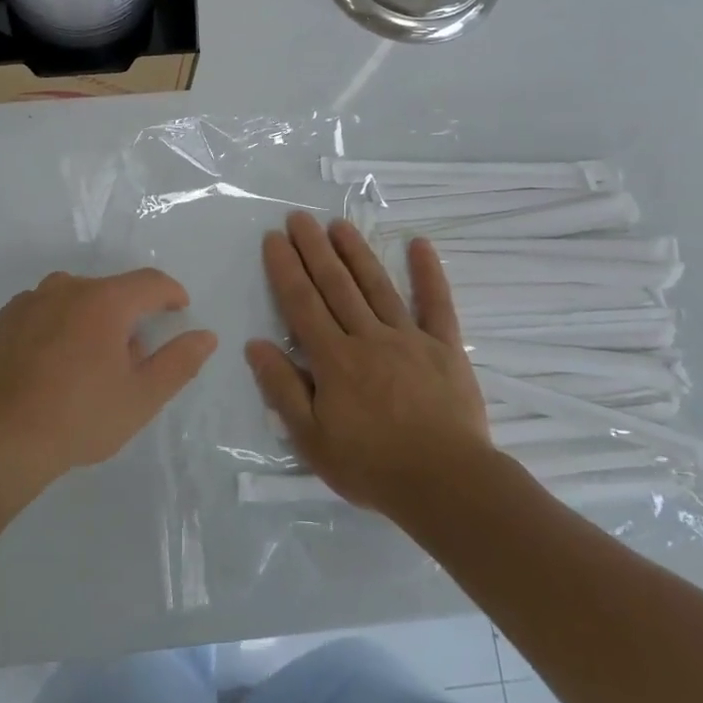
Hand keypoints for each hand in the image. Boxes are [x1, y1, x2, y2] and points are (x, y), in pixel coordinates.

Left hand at [0, 269, 216, 504]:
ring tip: (84, 365)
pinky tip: (46, 368)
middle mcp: (64, 288)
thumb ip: (179, 362)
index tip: (179, 309)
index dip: (171, 293)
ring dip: (86, 321)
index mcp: (104, 301)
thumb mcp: (140, 398)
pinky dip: (51, 331)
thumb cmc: (78, 418)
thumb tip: (206, 335)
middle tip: (129, 357)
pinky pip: (38, 315)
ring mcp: (26, 302)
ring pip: (70, 301)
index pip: (150, 282)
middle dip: (125, 316)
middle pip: (108, 291)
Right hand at [245, 212, 492, 515]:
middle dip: (314, 249)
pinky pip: (436, 304)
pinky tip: (420, 244)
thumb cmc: (372, 466)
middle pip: (335, 285)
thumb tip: (255, 345)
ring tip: (338, 224)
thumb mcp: (311, 439)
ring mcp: (409, 338)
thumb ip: (282, 389)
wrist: (447, 485)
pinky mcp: (445, 348)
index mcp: (334, 359)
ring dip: (356, 252)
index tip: (274, 239)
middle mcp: (368, 338)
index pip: (302, 304)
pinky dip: (428, 273)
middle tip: (299, 217)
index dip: (285, 269)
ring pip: (376, 286)